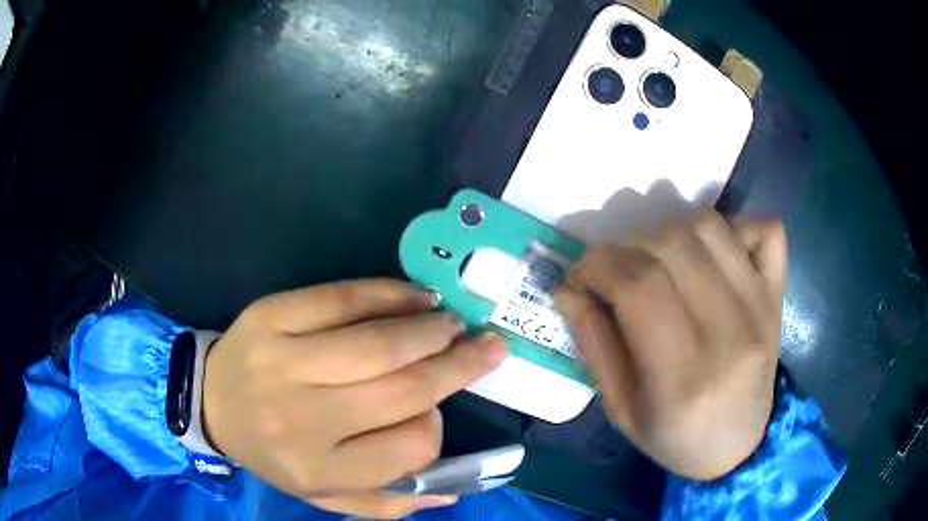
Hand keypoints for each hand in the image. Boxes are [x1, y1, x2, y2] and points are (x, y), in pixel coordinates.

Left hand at [202, 279, 506, 517]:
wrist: (210, 403)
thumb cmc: (274, 453)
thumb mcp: (325, 495)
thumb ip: (387, 502)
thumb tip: (451, 490)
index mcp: (320, 468)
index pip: (410, 446)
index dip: (436, 426)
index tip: (436, 413)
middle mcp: (303, 418)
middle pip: (403, 389)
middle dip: (458, 365)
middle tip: (489, 346)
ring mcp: (283, 361)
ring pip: (378, 343)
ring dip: (430, 331)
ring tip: (454, 325)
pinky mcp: (271, 316)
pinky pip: (341, 299)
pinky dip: (388, 294)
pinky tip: (416, 298)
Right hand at [555, 211, 786, 479]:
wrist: (738, 447)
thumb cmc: (675, 437)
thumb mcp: (621, 409)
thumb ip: (594, 344)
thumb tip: (570, 287)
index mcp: (684, 378)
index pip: (639, 287)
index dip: (597, 266)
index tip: (580, 277)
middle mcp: (731, 333)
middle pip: (672, 245)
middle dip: (626, 247)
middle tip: (615, 271)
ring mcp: (762, 307)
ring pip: (709, 226)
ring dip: (669, 231)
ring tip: (658, 261)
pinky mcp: (778, 294)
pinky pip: (767, 229)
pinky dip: (735, 227)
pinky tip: (714, 255)